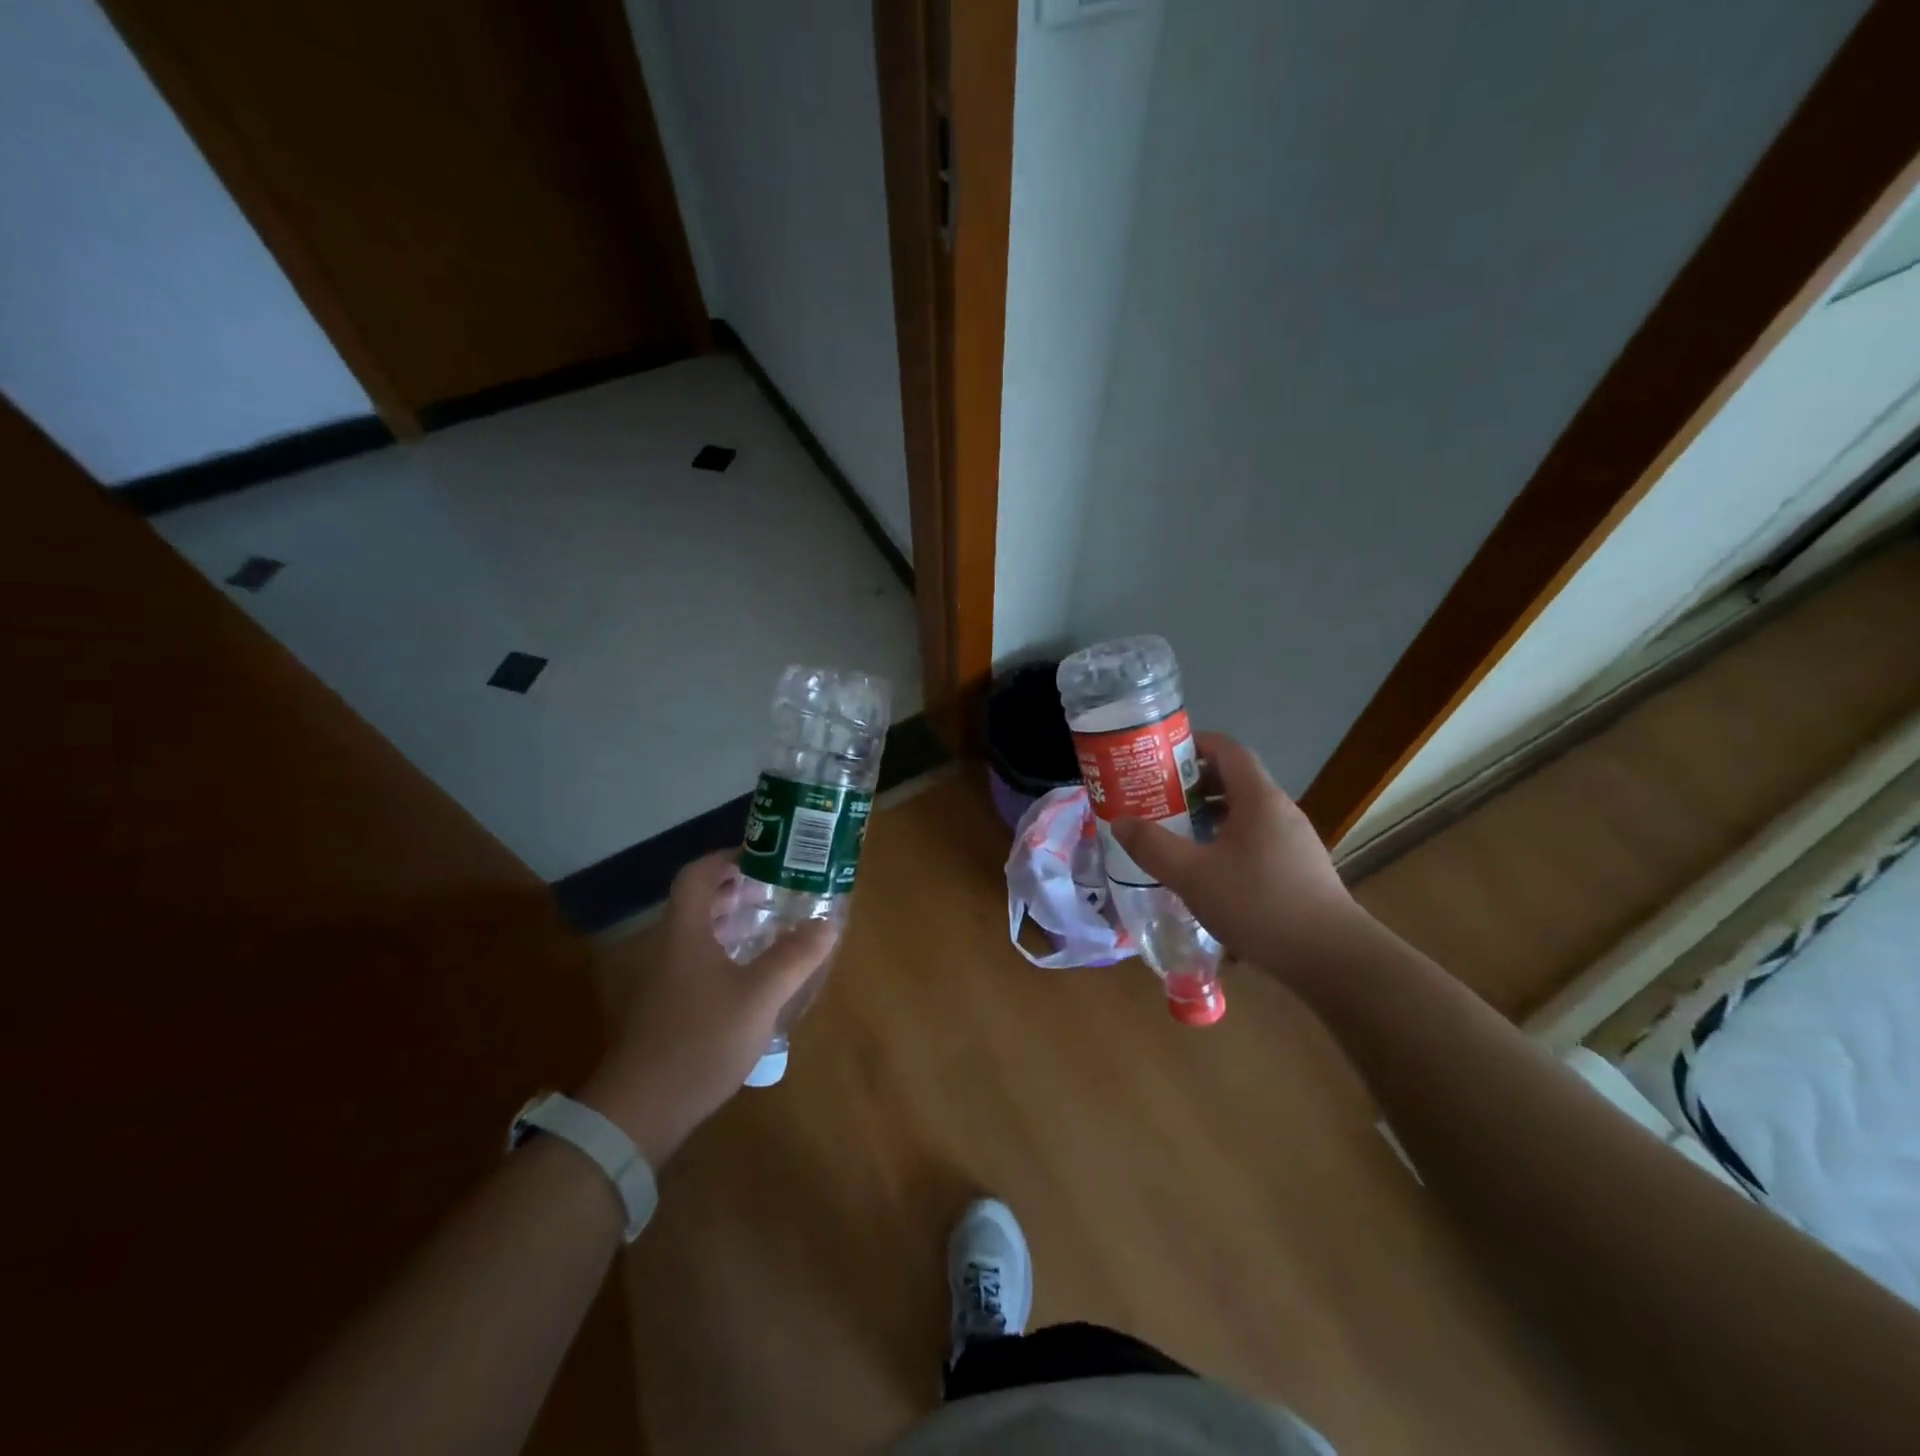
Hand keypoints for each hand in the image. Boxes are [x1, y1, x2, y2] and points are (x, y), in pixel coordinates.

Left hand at [583, 852, 834, 1166]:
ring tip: (771, 927)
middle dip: (737, 891)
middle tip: (776, 892)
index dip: (727, 858)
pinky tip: (752, 976)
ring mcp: (665, 980)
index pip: (697, 876)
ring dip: (732, 923)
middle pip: (699, 903)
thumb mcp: (760, 996)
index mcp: (685, 933)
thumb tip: (827, 923)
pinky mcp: (668, 1009)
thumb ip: (795, 957)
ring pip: (699, 935)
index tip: (763, 858)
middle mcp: (670, 948)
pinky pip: (699, 962)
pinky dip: (726, 953)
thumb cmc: (701, 1040)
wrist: (643, 1109)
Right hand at [1112, 732, 1355, 977]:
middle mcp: (1280, 810)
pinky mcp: (1299, 868)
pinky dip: (1227, 841)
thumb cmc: (1258, 904)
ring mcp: (1294, 840)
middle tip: (1156, 798)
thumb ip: (1152, 846)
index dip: (1193, 744)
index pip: (1226, 749)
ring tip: (1174, 834)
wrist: (1331, 958)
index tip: (1159, 758)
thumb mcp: (1192, 876)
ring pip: (1244, 813)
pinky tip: (1207, 871)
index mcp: (1258, 798)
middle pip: (1234, 779)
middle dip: (1193, 784)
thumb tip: (1119, 821)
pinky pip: (1256, 838)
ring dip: (1208, 816)